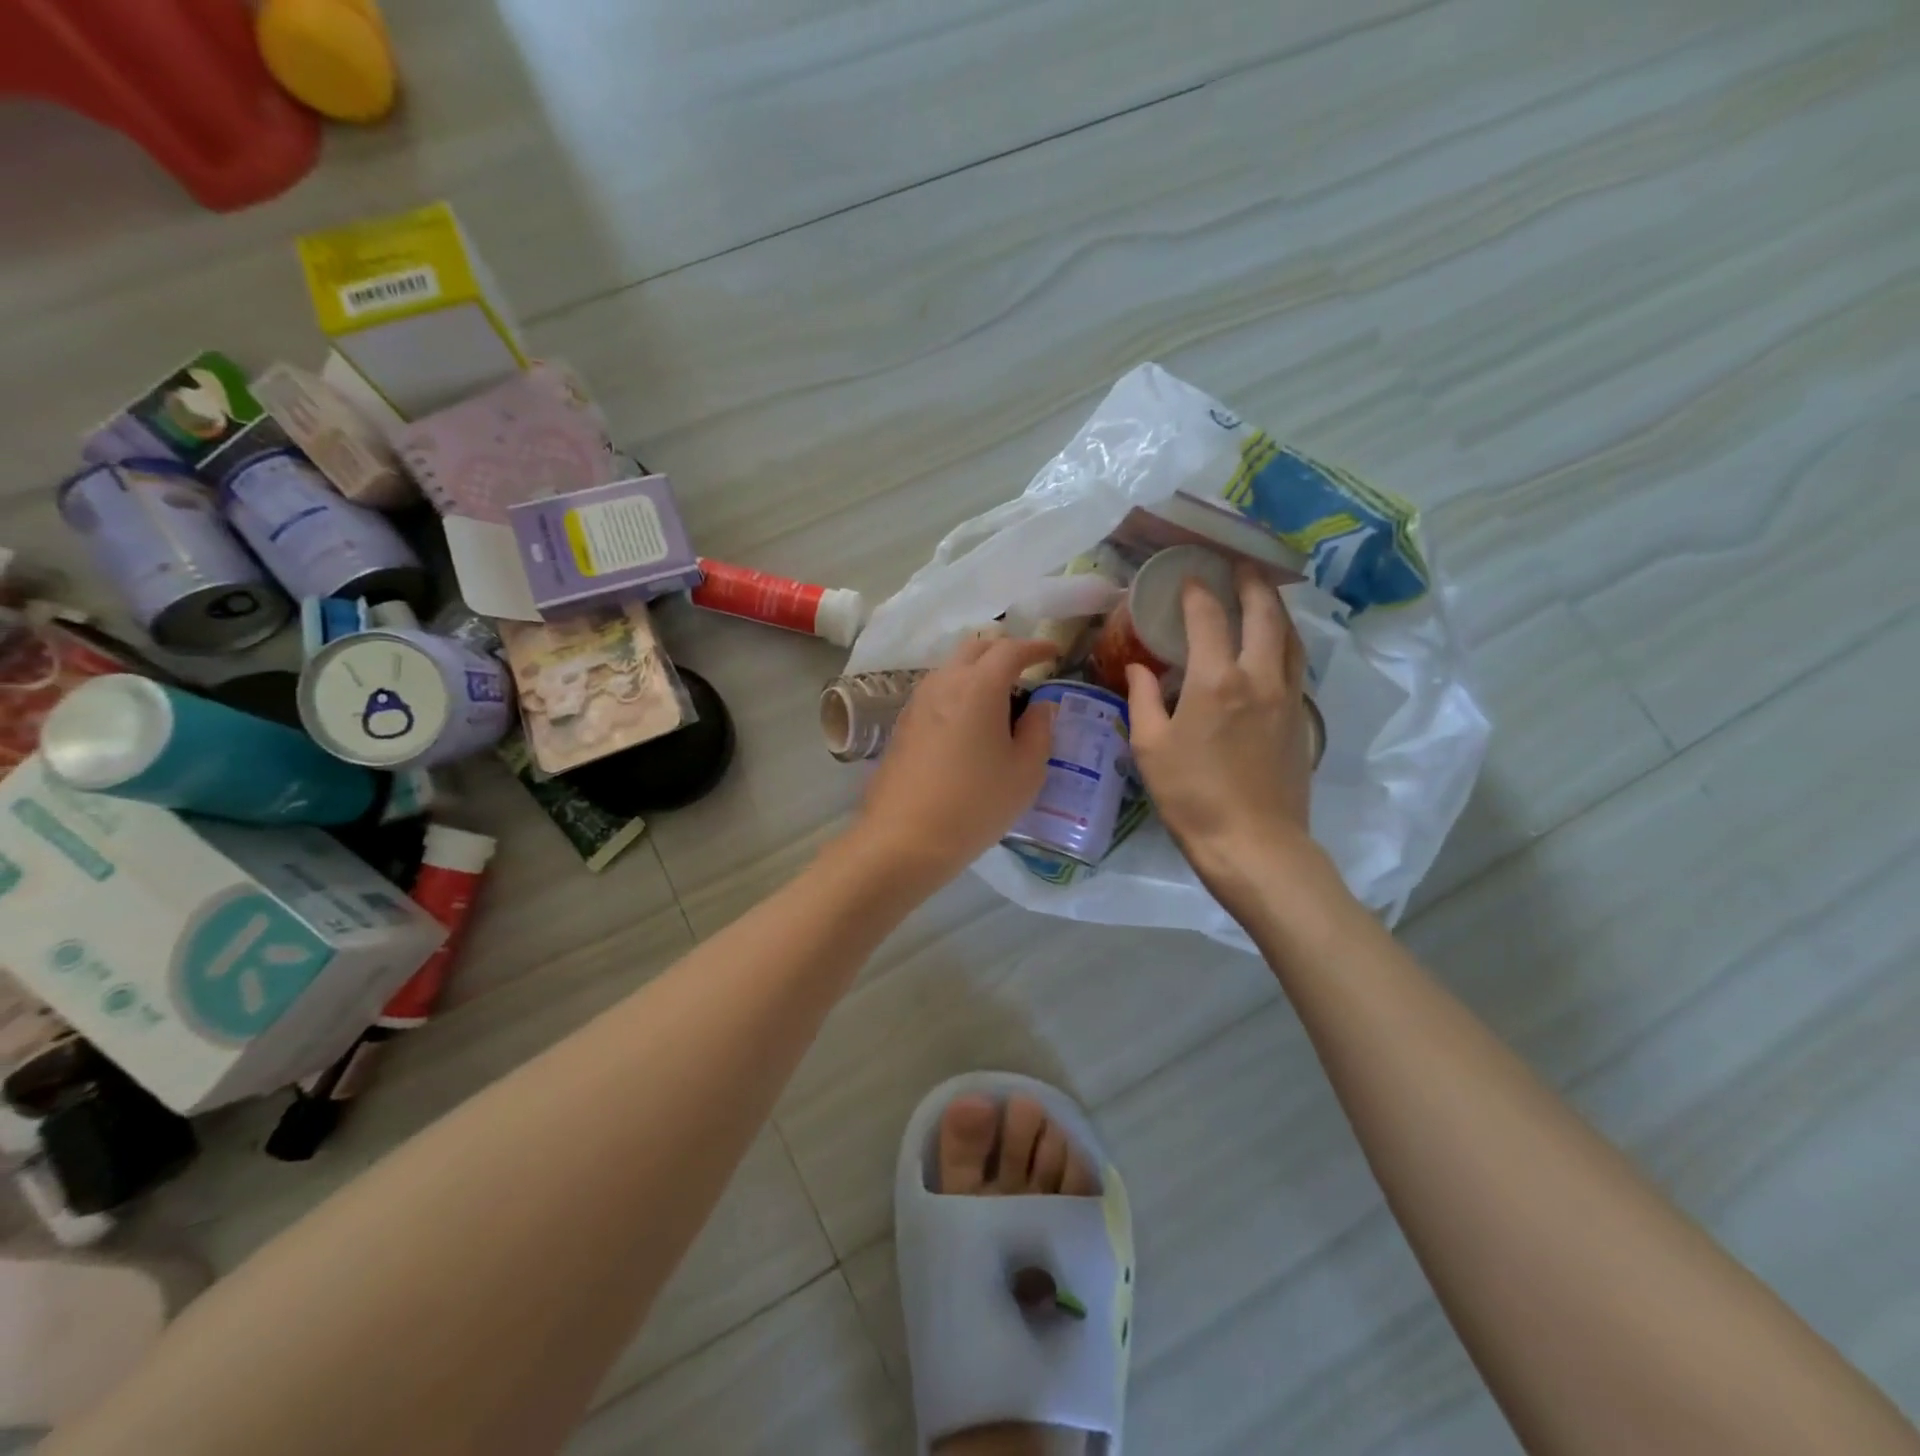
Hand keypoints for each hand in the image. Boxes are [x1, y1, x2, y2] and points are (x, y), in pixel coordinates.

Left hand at [852, 637, 1058, 888]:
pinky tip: (968, 723)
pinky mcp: (903, 724)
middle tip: (1026, 671)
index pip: (1010, 649)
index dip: (1035, 647)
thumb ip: (1040, 730)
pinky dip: (958, 692)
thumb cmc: (975, 804)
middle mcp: (944, 682)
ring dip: (977, 671)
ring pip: (952, 668)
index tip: (1052, 654)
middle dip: (1004, 651)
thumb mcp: (1025, 772)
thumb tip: (1040, 705)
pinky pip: (936, 692)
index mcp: (979, 687)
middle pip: (975, 648)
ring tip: (999, 699)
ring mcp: (918, 701)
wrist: (904, 838)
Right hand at [1126, 566, 1318, 898]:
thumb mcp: (1150, 748)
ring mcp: (1287, 696)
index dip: (1197, 592)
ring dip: (1276, 607)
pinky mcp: (1301, 718)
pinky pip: (1295, 663)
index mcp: (1216, 680)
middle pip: (1264, 613)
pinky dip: (1284, 640)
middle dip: (1251, 582)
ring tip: (1262, 594)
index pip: (1208, 618)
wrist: (1254, 843)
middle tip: (1239, 564)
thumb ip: (1143, 699)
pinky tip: (1273, 645)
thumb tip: (1138, 667)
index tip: (1188, 577)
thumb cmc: (1191, 796)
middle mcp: (1259, 676)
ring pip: (1289, 635)